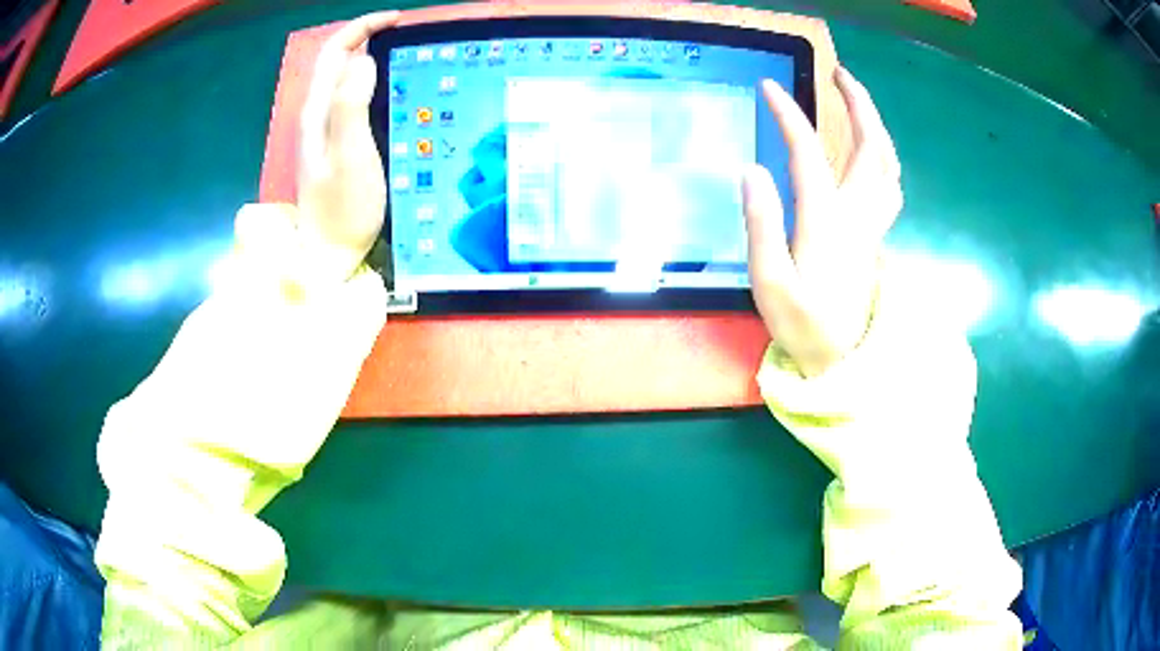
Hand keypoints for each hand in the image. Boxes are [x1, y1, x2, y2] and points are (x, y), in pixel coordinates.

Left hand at [294, 11, 398, 280]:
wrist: (329, 254)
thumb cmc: (342, 209)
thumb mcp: (350, 155)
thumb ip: (351, 105)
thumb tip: (363, 61)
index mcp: (319, 111)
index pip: (336, 52)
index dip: (364, 27)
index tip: (398, 20)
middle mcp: (319, 114)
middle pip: (339, 60)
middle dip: (370, 37)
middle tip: (408, 37)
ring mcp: (327, 131)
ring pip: (347, 79)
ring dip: (373, 57)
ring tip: (406, 55)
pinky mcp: (338, 145)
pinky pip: (354, 100)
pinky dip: (373, 83)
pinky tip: (393, 91)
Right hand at [744, 68, 901, 376]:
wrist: (842, 361)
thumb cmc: (803, 326)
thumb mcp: (770, 284)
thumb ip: (761, 226)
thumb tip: (752, 169)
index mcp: (826, 222)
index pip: (808, 153)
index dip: (788, 116)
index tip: (768, 88)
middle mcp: (857, 214)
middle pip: (869, 147)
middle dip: (858, 103)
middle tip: (838, 73)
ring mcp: (872, 223)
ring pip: (888, 163)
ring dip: (876, 125)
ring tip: (858, 100)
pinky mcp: (876, 234)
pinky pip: (891, 183)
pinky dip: (885, 155)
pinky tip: (873, 149)